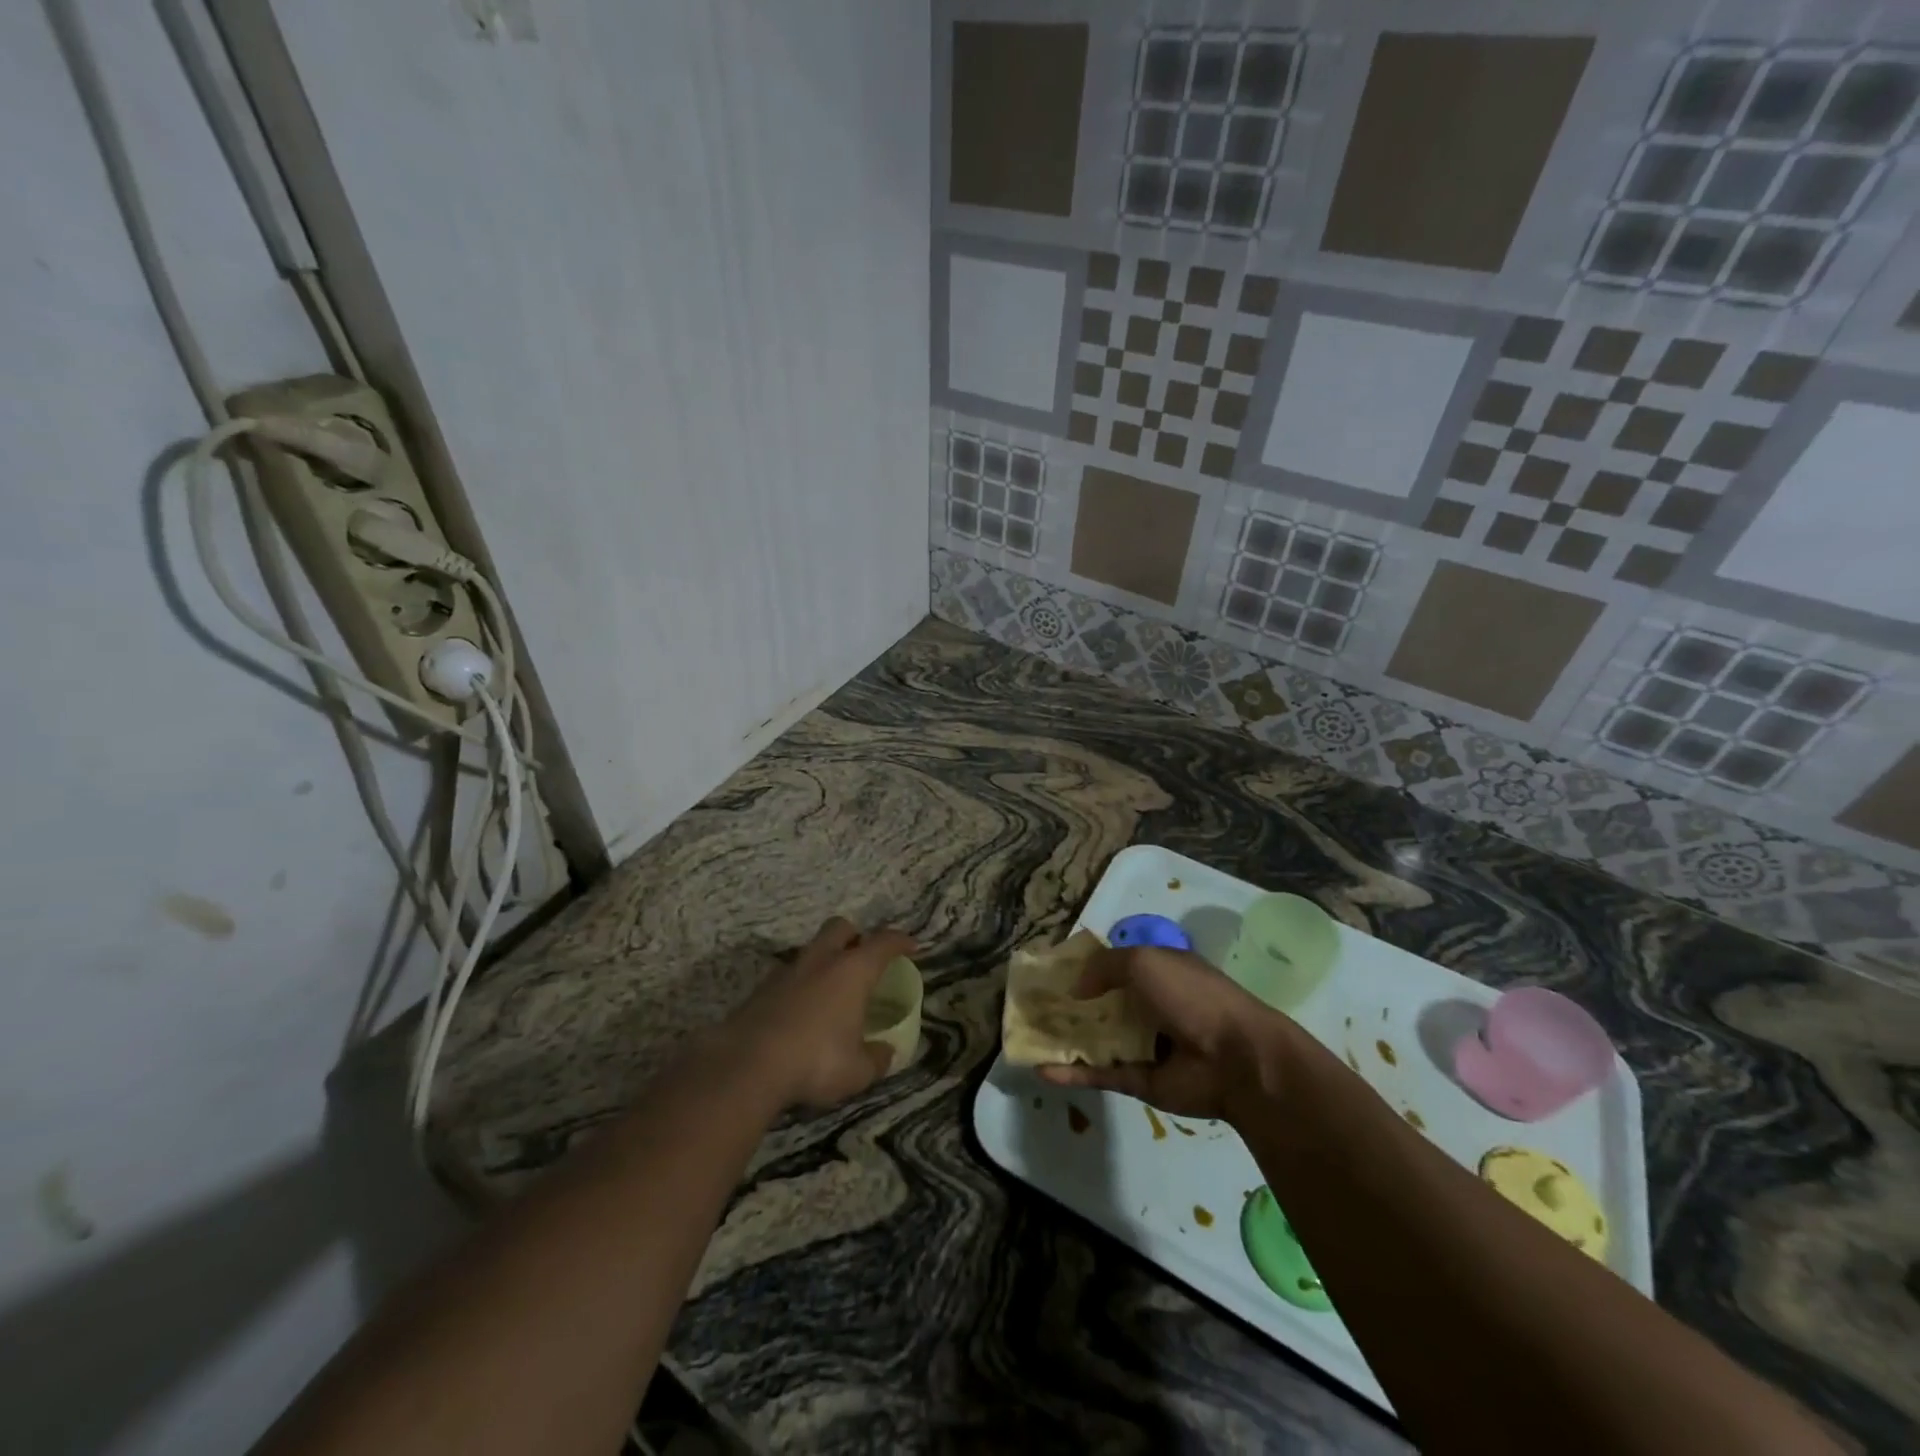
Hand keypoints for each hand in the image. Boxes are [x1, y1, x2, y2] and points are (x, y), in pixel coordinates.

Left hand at [732, 917, 917, 1110]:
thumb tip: (886, 1052)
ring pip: (811, 950)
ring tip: (829, 990)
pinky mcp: (760, 989)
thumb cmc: (815, 1061)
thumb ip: (876, 1058)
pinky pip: (788, 976)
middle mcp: (821, 961)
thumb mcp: (857, 1071)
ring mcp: (786, 971)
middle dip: (855, 936)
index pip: (883, 942)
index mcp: (852, 971)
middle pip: (841, 927)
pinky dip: (799, 985)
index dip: (900, 941)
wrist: (746, 1064)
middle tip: (863, 958)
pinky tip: (800, 1012)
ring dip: (823, 961)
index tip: (911, 946)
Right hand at [1037, 945, 1286, 1121]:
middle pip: (1102, 1003)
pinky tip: (1042, 1070)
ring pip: (1098, 1040)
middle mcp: (1151, 1005)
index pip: (1116, 965)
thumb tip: (1076, 988)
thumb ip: (1104, 966)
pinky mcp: (1140, 1080)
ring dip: (1066, 1038)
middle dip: (1070, 1004)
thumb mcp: (1144, 961)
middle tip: (1031, 1005)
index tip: (1051, 970)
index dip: (1085, 966)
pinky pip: (1101, 1074)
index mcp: (1159, 971)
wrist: (1236, 1059)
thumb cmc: (1191, 996)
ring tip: (1028, 1036)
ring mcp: (1145, 1044)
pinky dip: (1073, 1072)